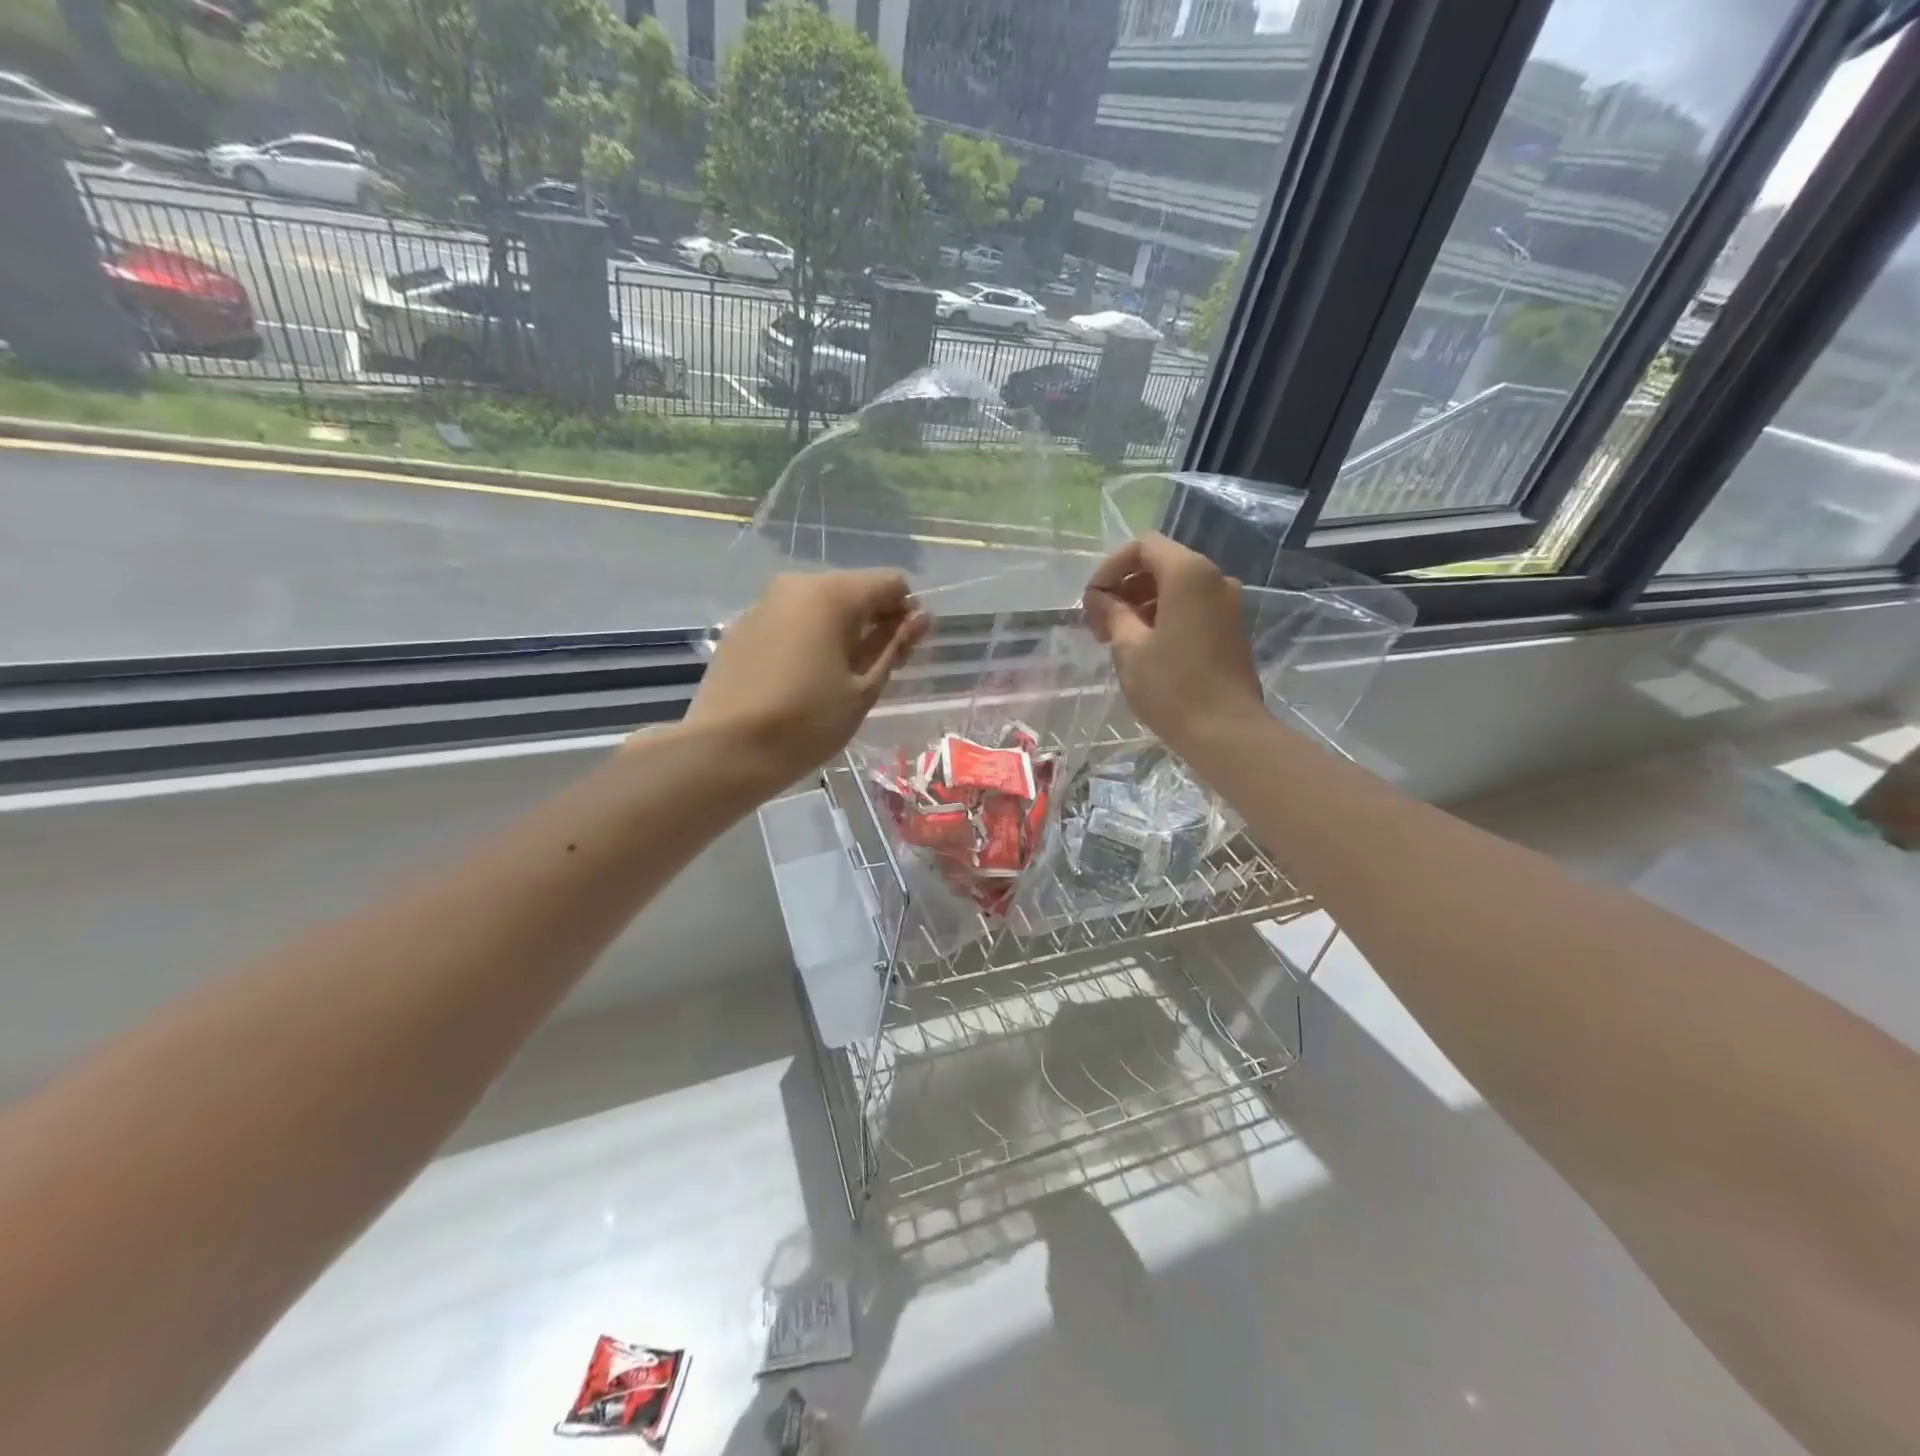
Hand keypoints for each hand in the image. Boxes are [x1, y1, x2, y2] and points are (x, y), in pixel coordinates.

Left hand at [686, 570, 929, 792]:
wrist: (726, 750)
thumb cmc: (807, 722)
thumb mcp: (864, 689)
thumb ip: (895, 646)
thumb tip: (921, 617)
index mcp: (832, 594)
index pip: (890, 583)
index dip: (905, 613)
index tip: (902, 652)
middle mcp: (796, 585)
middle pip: (853, 590)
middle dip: (872, 622)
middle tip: (872, 671)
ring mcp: (763, 603)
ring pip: (819, 605)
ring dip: (838, 631)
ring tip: (835, 678)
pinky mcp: (742, 626)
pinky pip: (789, 621)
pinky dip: (806, 639)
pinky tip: (799, 679)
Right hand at [1083, 533, 1263, 755]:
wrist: (1226, 731)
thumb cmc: (1172, 687)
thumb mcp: (1129, 648)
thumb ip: (1112, 612)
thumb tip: (1100, 598)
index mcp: (1189, 574)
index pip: (1142, 546)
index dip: (1111, 568)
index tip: (1092, 601)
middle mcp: (1214, 578)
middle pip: (1160, 563)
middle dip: (1124, 586)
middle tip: (1100, 624)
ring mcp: (1226, 603)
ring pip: (1175, 586)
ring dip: (1141, 602)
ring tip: (1118, 638)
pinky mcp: (1230, 627)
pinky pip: (1191, 606)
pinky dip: (1163, 615)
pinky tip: (1145, 647)